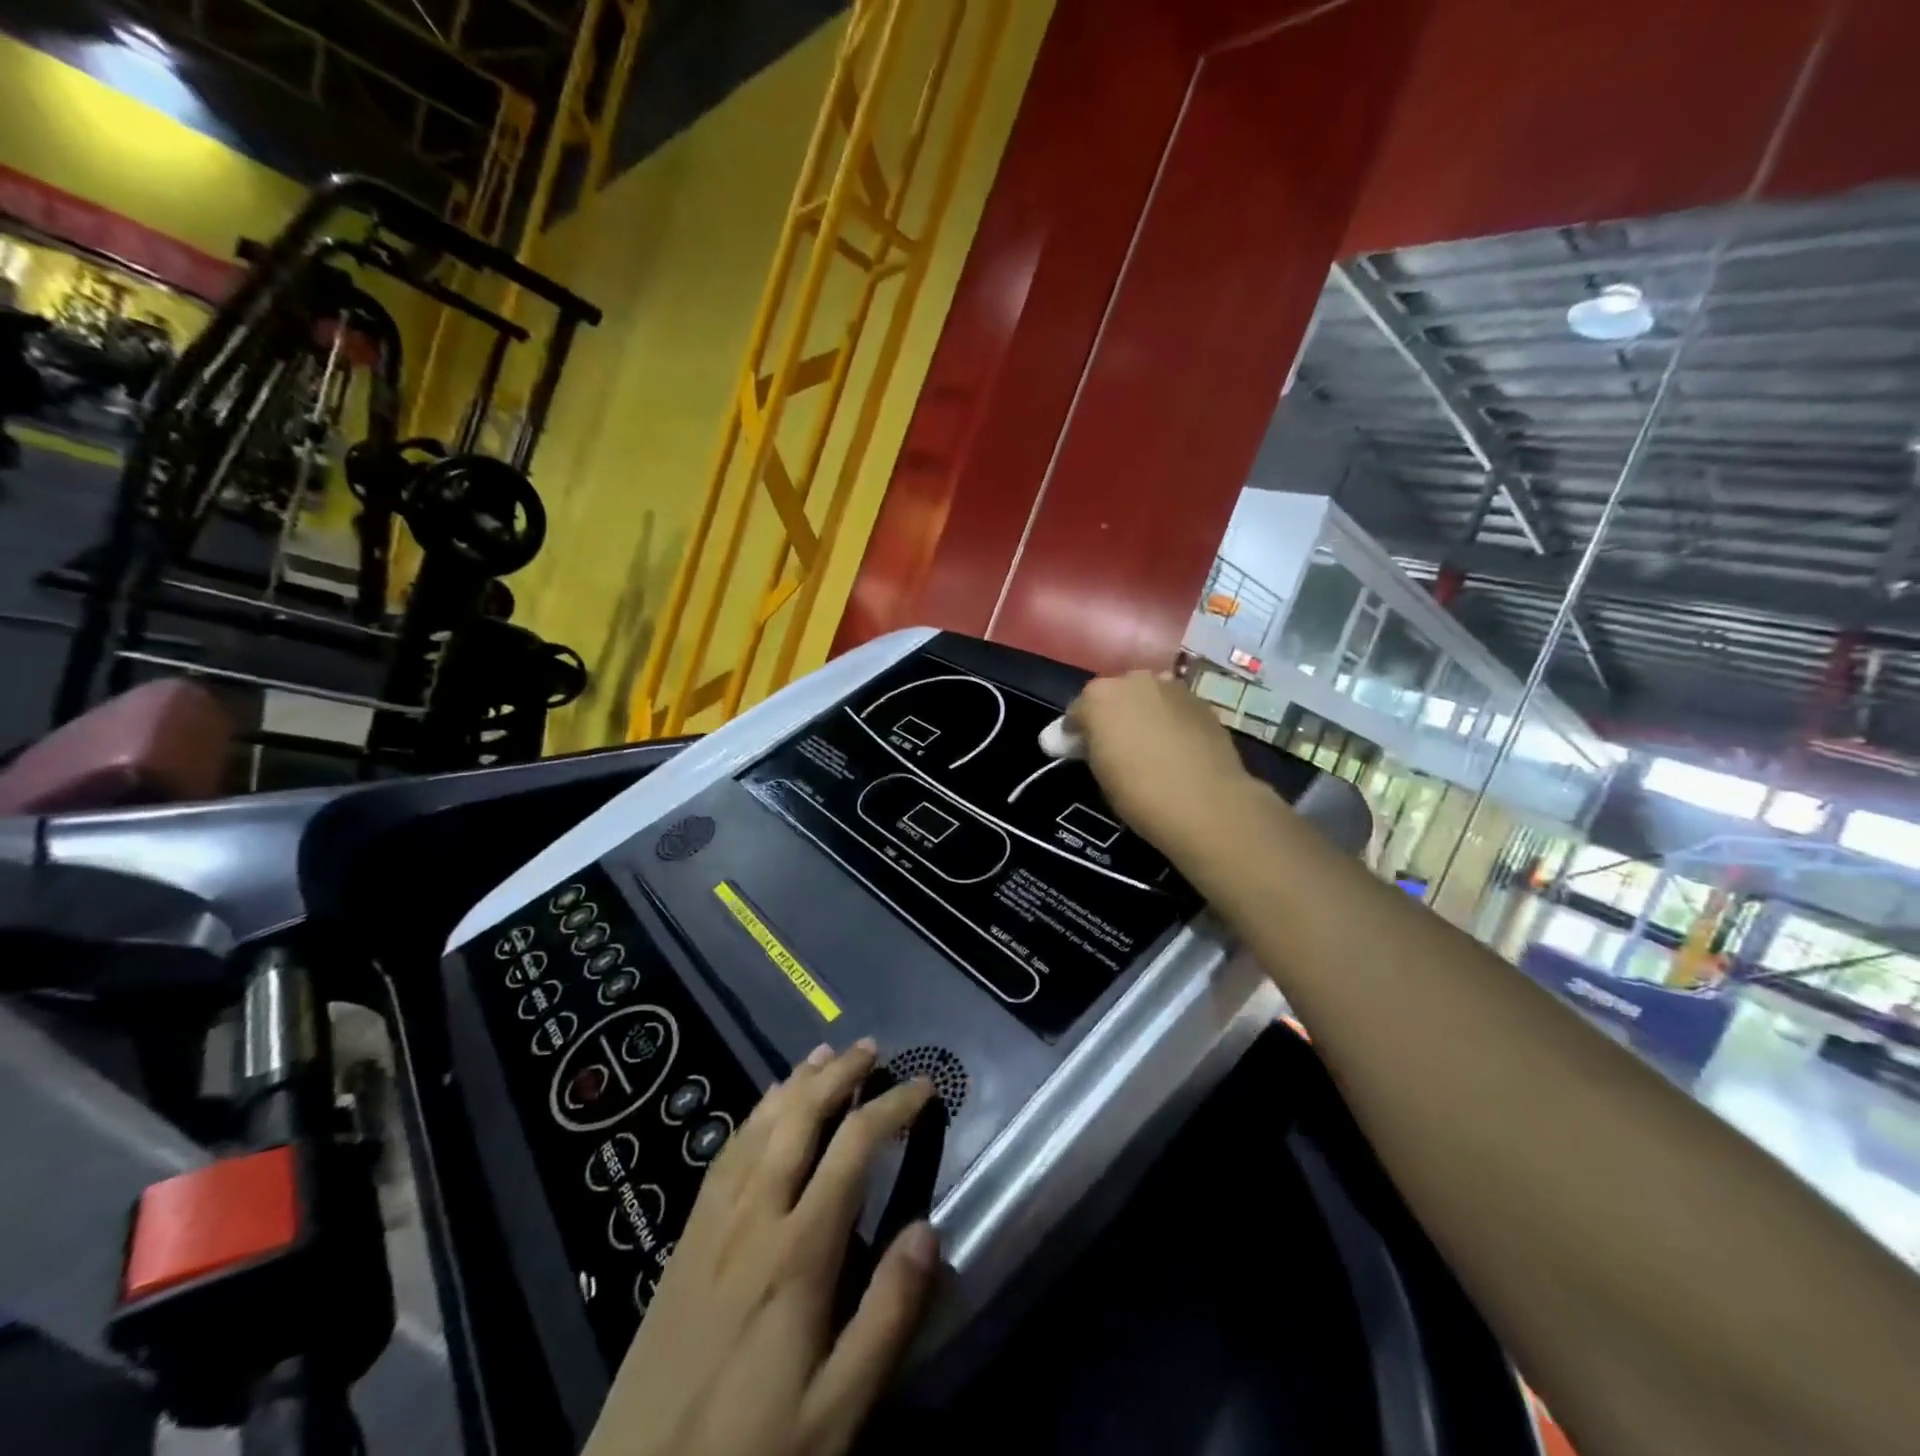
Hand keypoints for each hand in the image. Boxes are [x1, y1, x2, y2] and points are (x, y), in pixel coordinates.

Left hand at [584, 1041, 939, 1455]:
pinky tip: (762, 1110)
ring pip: (758, 1127)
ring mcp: (713, 1224)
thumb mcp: (836, 1411)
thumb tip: (928, 1229)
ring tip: (822, 1055)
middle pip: (800, 1119)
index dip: (892, 1107)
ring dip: (795, 1083)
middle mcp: (754, 1217)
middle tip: (871, 1047)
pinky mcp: (684, 1241)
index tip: (924, 1086)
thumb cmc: (751, 1452)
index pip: (854, 1149)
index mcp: (798, 1251)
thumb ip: (887, 1317)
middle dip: (838, 1074)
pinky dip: (752, 1116)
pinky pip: (724, 1155)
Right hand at [1066, 670, 1258, 852]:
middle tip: (1116, 745)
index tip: (1079, 750)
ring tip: (1149, 744)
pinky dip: (1170, 720)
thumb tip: (1087, 739)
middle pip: (1114, 695)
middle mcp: (1134, 680)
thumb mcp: (1100, 772)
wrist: (1206, 804)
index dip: (1077, 731)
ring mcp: (1171, 687)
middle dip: (1112, 715)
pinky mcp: (1201, 701)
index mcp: (1099, 697)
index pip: (1078, 710)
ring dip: (1143, 713)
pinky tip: (1176, 746)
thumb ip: (1091, 745)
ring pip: (1147, 696)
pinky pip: (1174, 707)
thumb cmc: (1139, 793)